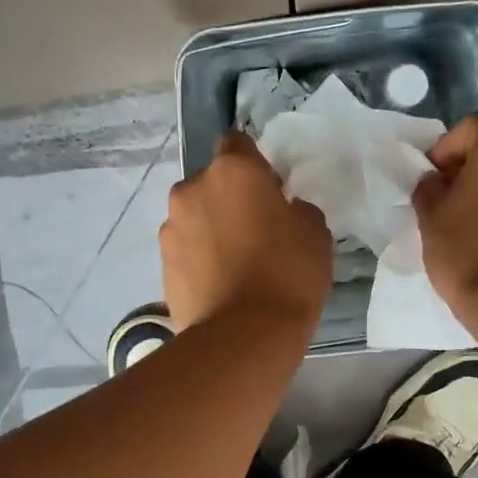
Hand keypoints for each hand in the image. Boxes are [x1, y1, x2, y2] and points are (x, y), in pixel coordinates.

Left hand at [161, 132, 332, 331]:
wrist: (244, 336)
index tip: (270, 190)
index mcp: (233, 170)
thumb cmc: (288, 274)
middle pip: (212, 181)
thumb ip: (296, 209)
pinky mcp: (162, 263)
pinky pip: (185, 248)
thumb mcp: (315, 232)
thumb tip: (282, 210)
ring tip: (235, 262)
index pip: (237, 142)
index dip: (254, 163)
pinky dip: (199, 257)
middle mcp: (192, 188)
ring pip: (195, 215)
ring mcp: (171, 227)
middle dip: (229, 197)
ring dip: (211, 227)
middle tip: (256, 230)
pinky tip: (220, 283)